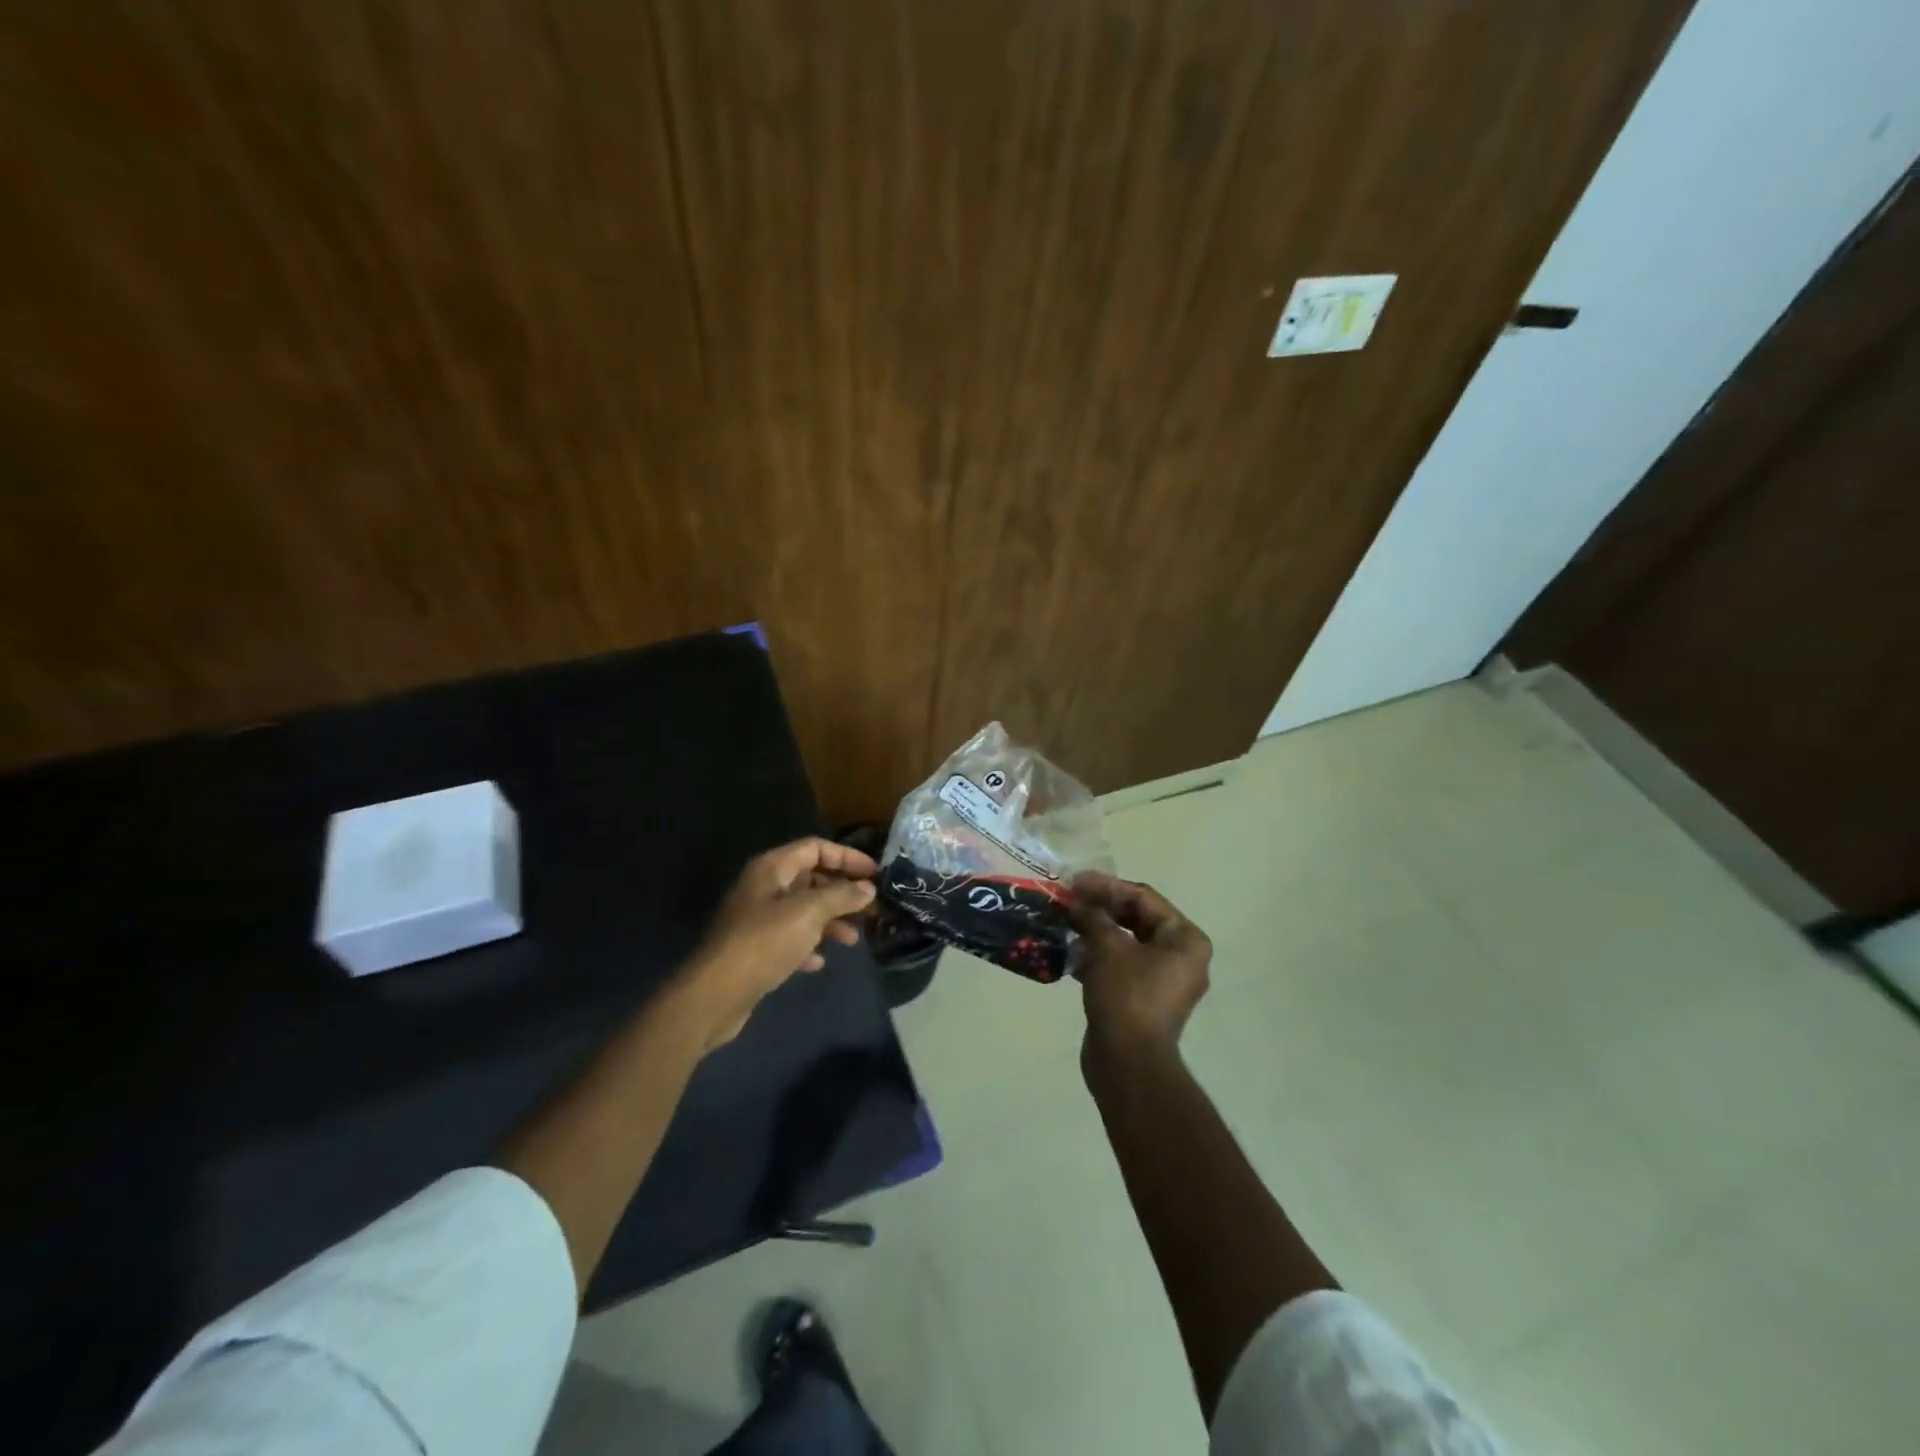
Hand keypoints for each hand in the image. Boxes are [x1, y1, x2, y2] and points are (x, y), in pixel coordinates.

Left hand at [677, 837, 878, 1051]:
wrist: (716, 993)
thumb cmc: (764, 942)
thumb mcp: (809, 913)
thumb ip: (841, 896)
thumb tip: (867, 888)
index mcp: (772, 868)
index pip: (815, 848)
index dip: (847, 857)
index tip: (875, 873)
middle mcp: (764, 887)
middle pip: (810, 879)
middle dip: (841, 892)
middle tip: (870, 908)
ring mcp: (757, 919)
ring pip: (803, 910)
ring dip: (829, 921)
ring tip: (852, 940)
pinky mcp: (755, 948)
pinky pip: (789, 938)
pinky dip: (808, 946)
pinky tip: (819, 962)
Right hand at [1070, 872, 1211, 1069]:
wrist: (1128, 1064)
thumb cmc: (1127, 997)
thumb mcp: (1108, 948)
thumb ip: (1094, 916)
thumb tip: (1079, 901)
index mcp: (1185, 939)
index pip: (1144, 898)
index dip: (1107, 886)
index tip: (1075, 881)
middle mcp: (1181, 956)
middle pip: (1136, 918)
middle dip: (1100, 908)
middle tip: (1068, 899)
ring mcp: (1162, 979)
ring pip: (1125, 942)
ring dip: (1095, 930)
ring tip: (1064, 921)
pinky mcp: (1142, 998)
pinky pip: (1120, 965)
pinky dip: (1097, 955)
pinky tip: (1069, 950)